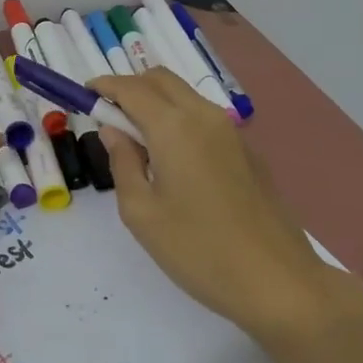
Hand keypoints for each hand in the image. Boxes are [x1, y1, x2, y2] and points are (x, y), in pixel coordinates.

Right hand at [91, 68, 362, 362]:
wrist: (279, 282)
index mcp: (174, 127)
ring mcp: (232, 133)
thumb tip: (114, 131)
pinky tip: (172, 160)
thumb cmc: (198, 250)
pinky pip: (203, 118)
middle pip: (161, 80)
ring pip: (185, 96)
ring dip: (155, 102)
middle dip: (129, 87)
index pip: (131, 88)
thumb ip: (123, 163)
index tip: (83, 94)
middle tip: (107, 116)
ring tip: (136, 140)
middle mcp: (204, 117)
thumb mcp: (141, 213)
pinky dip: (178, 119)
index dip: (104, 86)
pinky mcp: (248, 152)